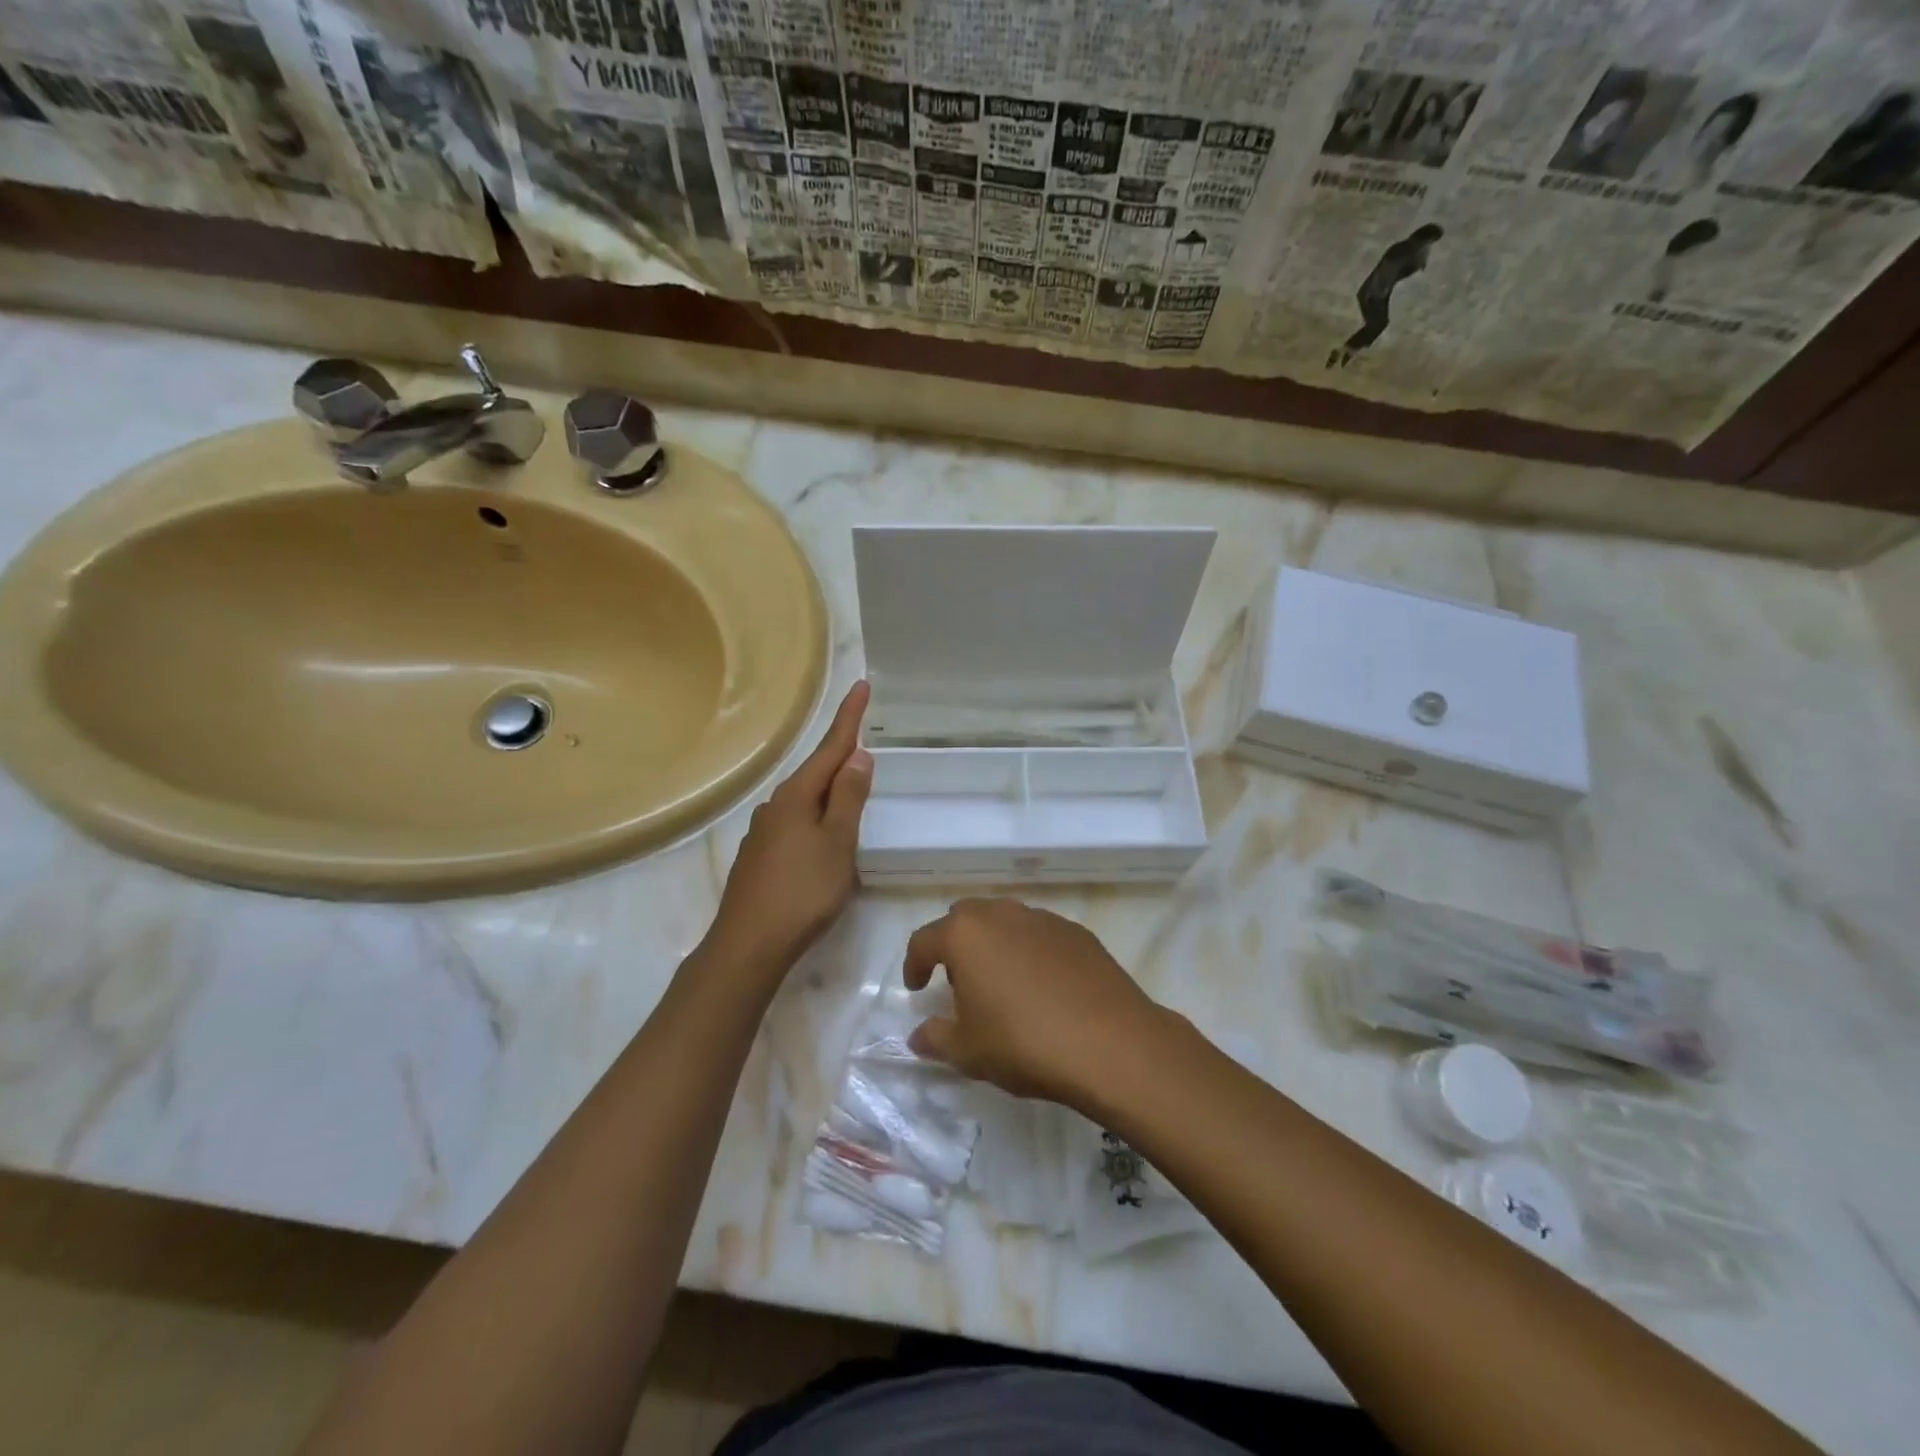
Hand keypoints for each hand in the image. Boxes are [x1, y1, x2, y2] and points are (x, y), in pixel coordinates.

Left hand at [708, 680, 871, 978]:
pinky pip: (795, 823)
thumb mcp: (837, 843)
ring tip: (850, 787)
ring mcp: (763, 833)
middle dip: (839, 754)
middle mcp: (775, 806)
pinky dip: (815, 816)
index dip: (849, 718)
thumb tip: (857, 756)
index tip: (862, 685)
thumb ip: (848, 798)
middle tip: (863, 736)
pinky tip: (822, 835)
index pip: (830, 748)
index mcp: (796, 797)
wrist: (748, 945)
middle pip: (815, 772)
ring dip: (828, 788)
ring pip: (804, 800)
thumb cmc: (802, 891)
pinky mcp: (760, 858)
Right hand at [903, 898, 1170, 1109]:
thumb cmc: (1024, 1043)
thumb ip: (936, 1038)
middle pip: (964, 919)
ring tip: (1001, 984)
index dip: (914, 965)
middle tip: (958, 982)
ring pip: (1005, 921)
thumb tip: (919, 1035)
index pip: (924, 940)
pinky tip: (1041, 987)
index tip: (916, 989)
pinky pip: (1039, 934)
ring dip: (993, 945)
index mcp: (965, 934)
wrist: (1110, 1043)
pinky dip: (1029, 952)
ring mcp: (1043, 919)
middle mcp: (1002, 914)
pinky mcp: (1077, 932)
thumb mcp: (968, 1052)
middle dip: (954, 945)